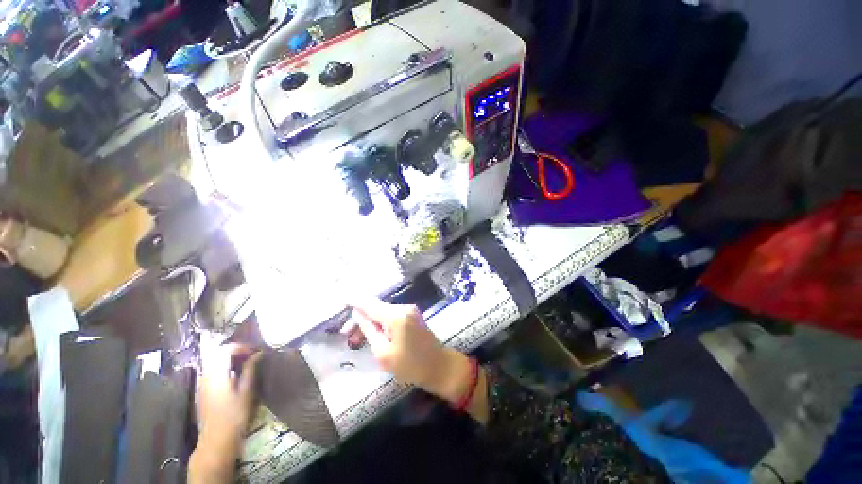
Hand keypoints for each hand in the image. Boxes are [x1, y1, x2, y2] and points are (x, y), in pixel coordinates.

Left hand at [190, 341, 260, 482]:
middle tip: (252, 355)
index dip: (242, 347)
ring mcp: (202, 383)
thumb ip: (250, 370)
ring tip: (246, 363)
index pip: (226, 350)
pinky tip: (235, 375)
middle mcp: (206, 375)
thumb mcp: (247, 391)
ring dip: (230, 359)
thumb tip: (258, 353)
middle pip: (218, 354)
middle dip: (236, 351)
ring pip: (214, 362)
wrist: (216, 440)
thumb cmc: (235, 416)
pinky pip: (212, 371)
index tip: (256, 351)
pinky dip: (224, 367)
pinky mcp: (202, 391)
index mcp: (216, 374)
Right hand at [349, 298, 470, 403]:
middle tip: (345, 334)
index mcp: (396, 316)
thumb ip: (369, 331)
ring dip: (370, 322)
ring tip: (357, 339)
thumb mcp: (383, 353)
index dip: (354, 300)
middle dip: (360, 318)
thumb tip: (358, 314)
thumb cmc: (411, 366)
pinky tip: (374, 335)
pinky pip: (391, 315)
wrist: (439, 366)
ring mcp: (410, 310)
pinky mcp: (412, 315)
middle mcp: (403, 307)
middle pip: (376, 308)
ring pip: (383, 312)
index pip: (369, 303)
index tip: (340, 297)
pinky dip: (381, 323)